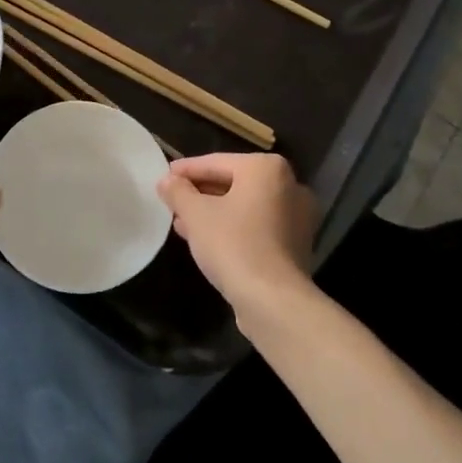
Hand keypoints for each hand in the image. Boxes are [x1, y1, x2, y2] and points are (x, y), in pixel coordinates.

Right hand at [157, 154, 317, 314]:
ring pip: (245, 206)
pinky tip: (206, 240)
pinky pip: (257, 225)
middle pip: (234, 182)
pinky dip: (233, 228)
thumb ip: (178, 192)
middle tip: (172, 202)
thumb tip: (166, 181)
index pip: (216, 162)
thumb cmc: (233, 245)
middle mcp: (289, 185)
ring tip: (183, 223)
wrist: (273, 300)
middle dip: (200, 193)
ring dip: (214, 212)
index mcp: (266, 168)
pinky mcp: (296, 244)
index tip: (164, 177)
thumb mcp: (195, 215)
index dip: (186, 170)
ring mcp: (297, 216)